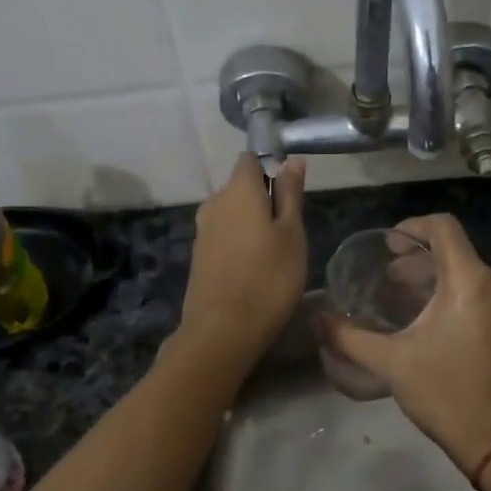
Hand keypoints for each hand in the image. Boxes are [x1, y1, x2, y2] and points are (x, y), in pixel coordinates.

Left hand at [178, 154, 308, 364]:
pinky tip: (253, 269)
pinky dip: (238, 243)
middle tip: (289, 232)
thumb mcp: (292, 234)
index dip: (270, 168)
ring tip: (274, 254)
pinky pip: (223, 235)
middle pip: (241, 187)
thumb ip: (290, 194)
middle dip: (264, 200)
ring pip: (232, 213)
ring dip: (251, 224)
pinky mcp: (198, 255)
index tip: (290, 194)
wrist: (222, 331)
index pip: (250, 159)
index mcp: (238, 190)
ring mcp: (202, 230)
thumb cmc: (269, 278)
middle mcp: (214, 202)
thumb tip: (292, 160)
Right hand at [319, 214, 490, 476]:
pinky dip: (461, 298)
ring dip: (438, 282)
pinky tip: (439, 326)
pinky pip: (488, 296)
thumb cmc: (448, 395)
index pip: (443, 227)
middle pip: (456, 253)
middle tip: (390, 280)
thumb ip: (349, 337)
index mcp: (471, 281)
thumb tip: (317, 320)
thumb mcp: (392, 363)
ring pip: (472, 275)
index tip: (389, 245)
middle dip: (419, 261)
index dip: (412, 227)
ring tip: (409, 305)